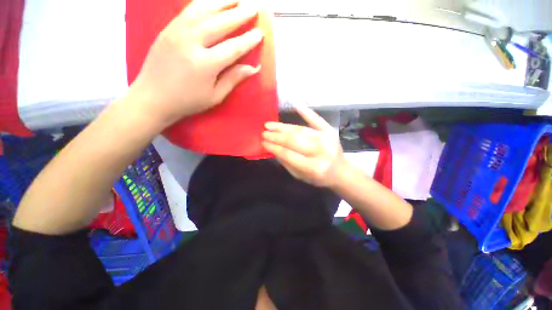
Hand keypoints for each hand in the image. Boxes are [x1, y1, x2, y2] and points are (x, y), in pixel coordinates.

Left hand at [130, 0, 262, 127]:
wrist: (153, 97)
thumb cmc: (188, 101)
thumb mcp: (215, 96)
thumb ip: (233, 79)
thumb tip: (252, 68)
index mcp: (205, 64)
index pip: (232, 48)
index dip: (248, 40)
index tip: (260, 33)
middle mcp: (191, 43)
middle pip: (219, 23)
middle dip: (239, 14)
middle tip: (253, 8)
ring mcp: (177, 32)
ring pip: (203, 10)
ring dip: (222, 2)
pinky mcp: (168, 29)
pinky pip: (188, 10)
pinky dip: (203, 3)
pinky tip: (212, 2)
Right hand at [262, 105, 346, 186]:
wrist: (341, 172)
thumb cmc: (318, 178)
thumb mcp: (300, 176)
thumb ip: (286, 163)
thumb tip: (273, 148)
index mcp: (313, 167)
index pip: (288, 154)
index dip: (274, 147)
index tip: (263, 142)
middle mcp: (320, 151)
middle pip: (293, 140)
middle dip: (276, 136)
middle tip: (264, 132)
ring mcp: (326, 139)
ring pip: (300, 130)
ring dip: (283, 127)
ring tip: (270, 125)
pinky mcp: (330, 131)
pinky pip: (316, 120)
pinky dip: (306, 112)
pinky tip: (296, 104)